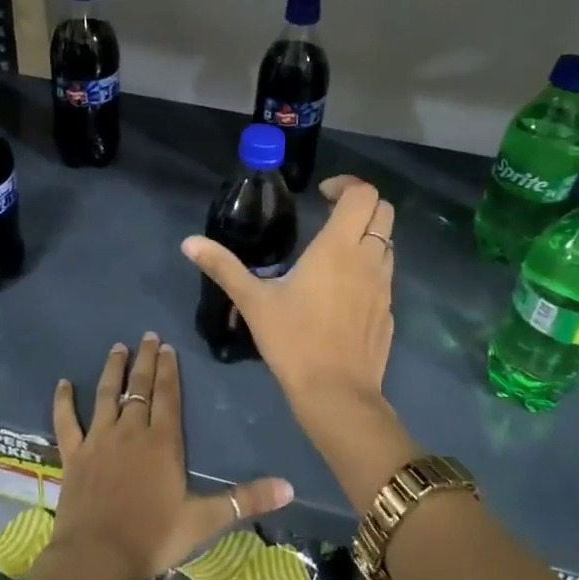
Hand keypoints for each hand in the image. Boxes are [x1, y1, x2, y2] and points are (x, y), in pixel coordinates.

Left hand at [48, 334, 293, 579]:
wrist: (97, 558)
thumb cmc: (152, 537)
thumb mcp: (204, 521)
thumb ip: (245, 500)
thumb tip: (290, 487)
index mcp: (162, 442)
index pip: (167, 395)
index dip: (167, 370)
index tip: (166, 346)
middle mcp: (130, 431)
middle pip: (138, 388)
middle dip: (144, 360)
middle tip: (146, 336)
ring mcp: (99, 440)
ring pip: (106, 395)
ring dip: (112, 371)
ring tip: (117, 348)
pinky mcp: (74, 455)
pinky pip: (66, 422)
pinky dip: (63, 402)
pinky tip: (63, 384)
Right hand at [182, 174, 395, 406]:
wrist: (337, 395)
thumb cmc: (294, 341)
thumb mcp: (253, 302)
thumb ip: (223, 267)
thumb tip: (189, 243)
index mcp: (338, 248)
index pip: (363, 194)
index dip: (346, 184)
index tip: (320, 195)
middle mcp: (369, 259)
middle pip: (384, 210)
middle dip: (361, 203)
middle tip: (330, 213)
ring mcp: (384, 286)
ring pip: (388, 242)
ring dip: (367, 234)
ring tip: (334, 249)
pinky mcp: (389, 311)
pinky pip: (385, 274)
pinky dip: (369, 266)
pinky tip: (341, 289)